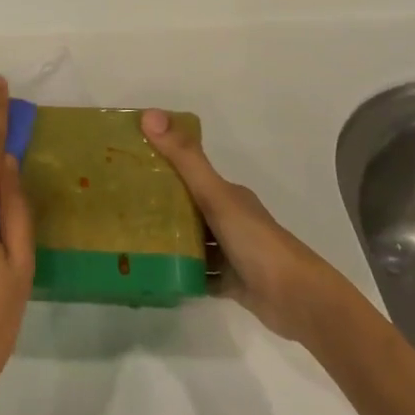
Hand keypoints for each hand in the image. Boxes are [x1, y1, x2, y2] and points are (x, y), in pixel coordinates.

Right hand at [140, 110, 350, 342]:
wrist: (297, 299)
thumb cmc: (256, 241)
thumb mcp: (216, 195)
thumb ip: (185, 158)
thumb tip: (149, 115)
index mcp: (228, 194)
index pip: (189, 173)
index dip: (161, 165)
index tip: (126, 165)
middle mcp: (229, 219)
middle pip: (187, 208)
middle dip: (157, 206)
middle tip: (118, 206)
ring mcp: (230, 252)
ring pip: (191, 242)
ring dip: (166, 241)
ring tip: (127, 240)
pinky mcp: (229, 282)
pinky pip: (197, 274)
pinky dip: (178, 273)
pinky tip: (152, 273)